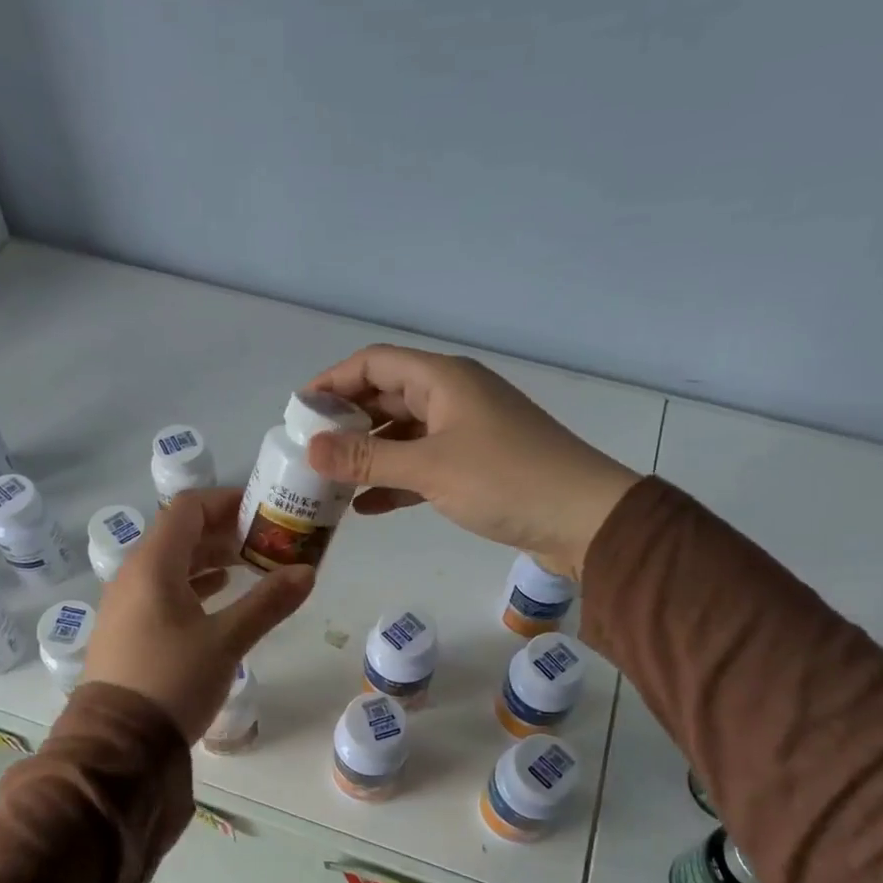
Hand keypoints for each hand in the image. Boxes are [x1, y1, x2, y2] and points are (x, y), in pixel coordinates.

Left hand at [84, 488, 314, 741]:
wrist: (117, 745)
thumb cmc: (172, 681)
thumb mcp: (226, 641)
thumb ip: (268, 603)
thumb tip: (307, 571)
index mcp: (153, 565)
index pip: (188, 508)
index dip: (226, 501)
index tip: (262, 510)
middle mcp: (133, 575)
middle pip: (179, 534)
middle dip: (224, 531)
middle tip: (266, 539)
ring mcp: (126, 603)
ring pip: (171, 563)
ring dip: (210, 558)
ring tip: (250, 564)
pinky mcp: (127, 629)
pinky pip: (162, 590)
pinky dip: (194, 584)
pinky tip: (219, 595)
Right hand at [304, 345, 639, 579]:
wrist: (584, 519)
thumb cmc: (506, 480)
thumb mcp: (430, 468)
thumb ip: (367, 458)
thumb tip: (310, 448)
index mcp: (443, 379)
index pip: (374, 363)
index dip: (333, 381)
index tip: (298, 411)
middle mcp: (452, 397)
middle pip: (386, 398)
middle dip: (347, 422)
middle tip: (309, 451)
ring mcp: (466, 432)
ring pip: (403, 435)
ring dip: (368, 455)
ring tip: (329, 481)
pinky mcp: (475, 467)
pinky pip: (422, 465)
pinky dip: (395, 481)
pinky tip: (366, 507)